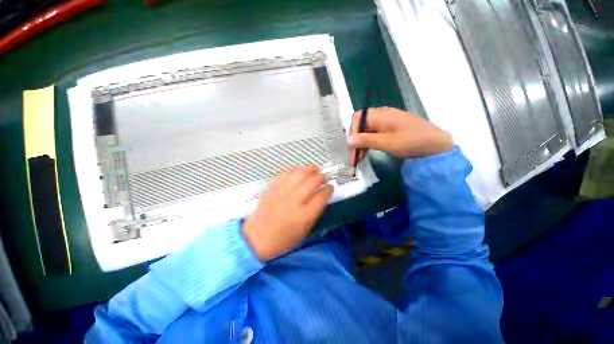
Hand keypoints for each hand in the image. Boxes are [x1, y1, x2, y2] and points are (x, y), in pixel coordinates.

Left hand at [242, 166, 332, 261]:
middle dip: (321, 177)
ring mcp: (281, 192)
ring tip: (315, 169)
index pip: (321, 196)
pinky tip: (300, 171)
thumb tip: (321, 196)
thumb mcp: (304, 230)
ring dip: (309, 169)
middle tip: (324, 177)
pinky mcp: (272, 188)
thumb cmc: (283, 240)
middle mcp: (294, 201)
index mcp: (304, 215)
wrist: (256, 239)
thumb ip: (314, 212)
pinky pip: (285, 174)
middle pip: (312, 182)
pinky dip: (294, 170)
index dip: (328, 189)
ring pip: (299, 174)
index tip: (330, 187)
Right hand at [347, 107, 453, 163]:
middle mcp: (381, 114)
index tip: (352, 148)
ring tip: (359, 157)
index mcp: (381, 114)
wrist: (437, 144)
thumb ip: (367, 140)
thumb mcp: (388, 143)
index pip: (357, 118)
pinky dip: (368, 143)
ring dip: (360, 143)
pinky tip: (367, 152)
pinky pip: (373, 133)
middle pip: (360, 124)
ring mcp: (386, 121)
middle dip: (355, 140)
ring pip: (365, 130)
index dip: (352, 132)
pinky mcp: (389, 128)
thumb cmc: (413, 141)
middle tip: (354, 156)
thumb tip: (347, 140)